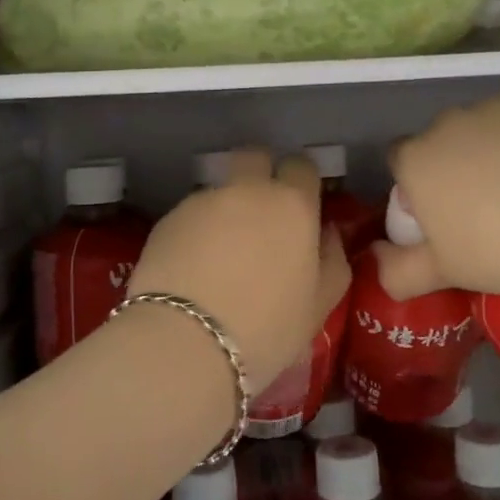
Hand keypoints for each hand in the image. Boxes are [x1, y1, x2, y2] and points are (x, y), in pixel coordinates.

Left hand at [125, 148, 350, 384]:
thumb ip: (333, 260)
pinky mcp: (167, 219)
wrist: (186, 342)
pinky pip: (191, 215)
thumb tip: (326, 233)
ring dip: (226, 209)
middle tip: (261, 216)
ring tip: (221, 256)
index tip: (300, 209)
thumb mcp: (319, 305)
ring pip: (221, 189)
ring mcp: (203, 201)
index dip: (301, 183)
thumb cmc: (267, 328)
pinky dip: (196, 231)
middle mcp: (247, 191)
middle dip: (260, 174)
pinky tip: (193, 269)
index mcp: (292, 205)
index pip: (301, 166)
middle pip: (255, 157)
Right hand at [376, 88, 499, 301]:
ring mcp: (491, 106)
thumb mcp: (443, 272)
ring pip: (482, 124)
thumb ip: (397, 270)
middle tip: (487, 202)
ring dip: (491, 145)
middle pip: (441, 139)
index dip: (418, 185)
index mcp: (415, 160)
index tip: (443, 211)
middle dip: (455, 162)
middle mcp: (445, 123)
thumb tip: (375, 261)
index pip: (401, 161)